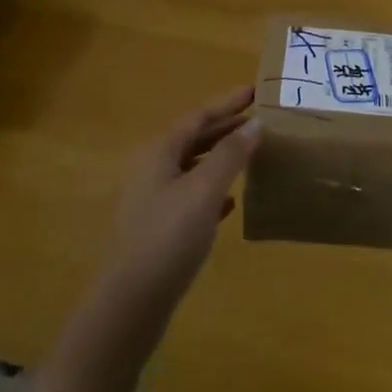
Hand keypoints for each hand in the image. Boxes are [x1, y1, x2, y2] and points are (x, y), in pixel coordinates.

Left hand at [103, 86, 260, 317]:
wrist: (132, 300)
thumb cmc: (169, 237)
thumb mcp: (204, 191)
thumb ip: (230, 155)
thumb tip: (256, 123)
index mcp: (160, 152)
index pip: (198, 116)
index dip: (227, 103)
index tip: (254, 91)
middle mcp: (153, 168)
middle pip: (193, 138)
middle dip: (225, 127)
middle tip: (258, 119)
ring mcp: (154, 199)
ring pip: (192, 166)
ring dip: (220, 156)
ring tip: (250, 153)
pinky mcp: (159, 227)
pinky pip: (190, 195)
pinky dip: (212, 189)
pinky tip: (231, 201)